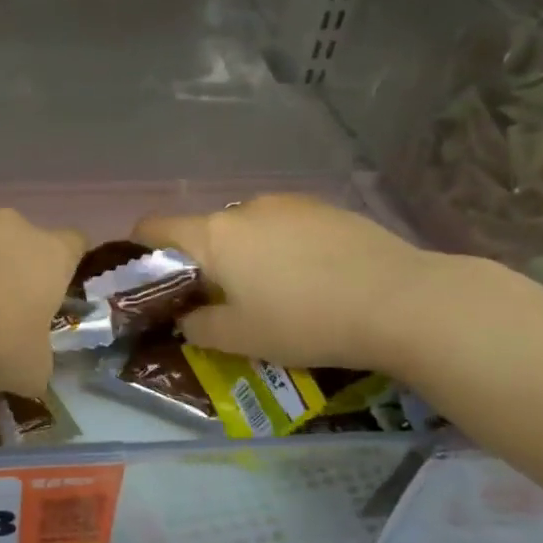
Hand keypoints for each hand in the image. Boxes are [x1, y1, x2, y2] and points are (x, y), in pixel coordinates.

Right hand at [133, 195, 432, 371]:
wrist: (400, 301)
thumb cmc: (304, 321)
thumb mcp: (239, 338)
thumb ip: (199, 327)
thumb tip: (188, 318)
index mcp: (214, 236)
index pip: (155, 227)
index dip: (141, 249)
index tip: (150, 279)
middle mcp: (245, 208)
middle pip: (205, 230)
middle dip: (204, 262)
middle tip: (221, 301)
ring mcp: (290, 204)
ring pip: (248, 227)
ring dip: (246, 254)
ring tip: (275, 291)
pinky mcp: (328, 208)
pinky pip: (287, 226)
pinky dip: (284, 248)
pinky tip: (313, 278)